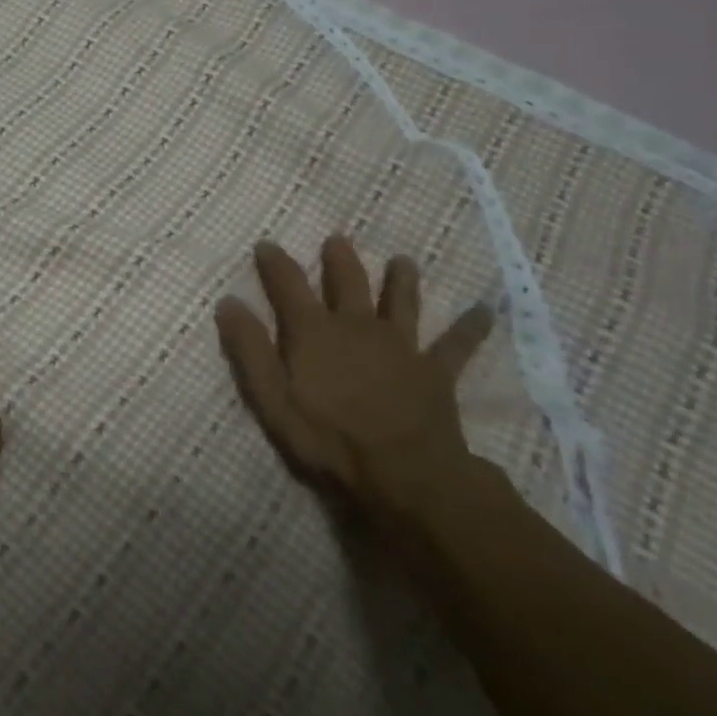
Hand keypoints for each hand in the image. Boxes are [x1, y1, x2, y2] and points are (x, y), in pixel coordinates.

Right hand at [215, 237, 494, 522]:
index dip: (275, 262)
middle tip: (337, 239)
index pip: (288, 284)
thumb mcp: (271, 399)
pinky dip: (471, 327)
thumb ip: (248, 349)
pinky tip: (487, 311)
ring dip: (401, 280)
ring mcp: (401, 346)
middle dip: (340, 259)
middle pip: (348, 282)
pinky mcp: (435, 371)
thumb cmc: (328, 440)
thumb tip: (229, 302)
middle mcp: (357, 326)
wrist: (405, 476)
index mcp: (314, 331)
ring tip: (403, 260)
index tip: (266, 245)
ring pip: (402, 302)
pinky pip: (456, 345)